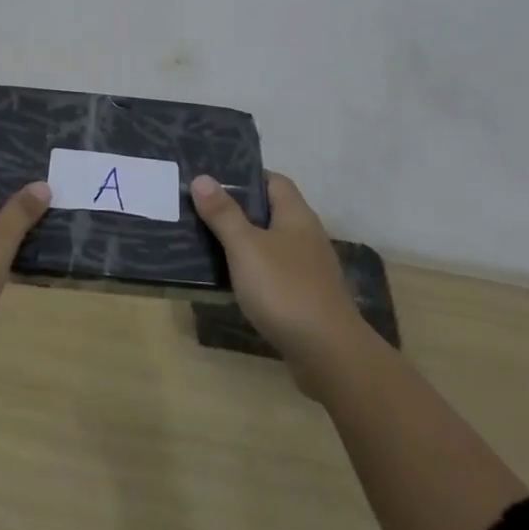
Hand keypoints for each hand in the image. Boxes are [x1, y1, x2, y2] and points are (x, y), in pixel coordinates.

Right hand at [191, 172, 365, 387]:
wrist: (328, 353)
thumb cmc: (285, 289)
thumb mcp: (245, 247)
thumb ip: (223, 213)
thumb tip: (202, 178)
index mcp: (296, 215)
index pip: (273, 181)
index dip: (245, 176)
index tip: (213, 178)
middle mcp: (306, 236)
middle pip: (270, 212)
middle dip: (237, 209)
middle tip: (199, 208)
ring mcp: (308, 269)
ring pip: (270, 244)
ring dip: (243, 242)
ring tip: (205, 241)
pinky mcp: (305, 297)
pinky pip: (273, 273)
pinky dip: (252, 271)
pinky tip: (229, 280)